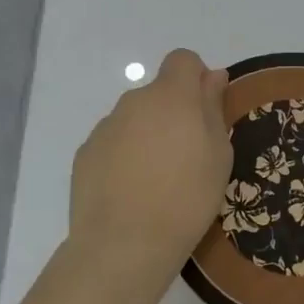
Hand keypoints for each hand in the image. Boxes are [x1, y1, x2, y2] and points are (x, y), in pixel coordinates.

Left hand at [67, 48, 230, 302]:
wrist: (124, 245)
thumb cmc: (186, 197)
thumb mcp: (218, 154)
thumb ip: (213, 107)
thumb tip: (211, 76)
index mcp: (171, 95)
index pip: (183, 59)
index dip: (196, 77)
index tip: (205, 110)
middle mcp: (134, 101)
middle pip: (158, 92)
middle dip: (173, 112)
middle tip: (187, 155)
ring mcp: (106, 127)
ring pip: (135, 118)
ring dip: (148, 135)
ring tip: (157, 180)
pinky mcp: (85, 153)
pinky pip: (113, 143)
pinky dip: (124, 157)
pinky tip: (131, 192)